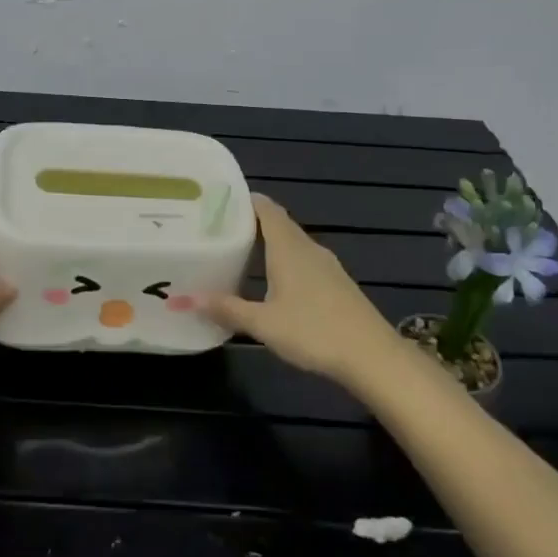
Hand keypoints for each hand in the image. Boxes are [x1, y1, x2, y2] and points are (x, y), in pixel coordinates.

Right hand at [203, 195, 406, 393]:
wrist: (373, 357)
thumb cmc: (314, 331)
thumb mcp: (263, 324)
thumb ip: (227, 309)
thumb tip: (184, 299)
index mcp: (288, 247)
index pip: (266, 209)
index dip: (245, 200)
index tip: (219, 200)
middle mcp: (308, 248)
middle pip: (278, 224)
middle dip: (252, 222)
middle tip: (220, 227)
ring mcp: (327, 266)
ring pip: (292, 244)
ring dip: (269, 243)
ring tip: (240, 251)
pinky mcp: (337, 284)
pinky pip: (304, 261)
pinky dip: (284, 261)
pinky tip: (273, 281)